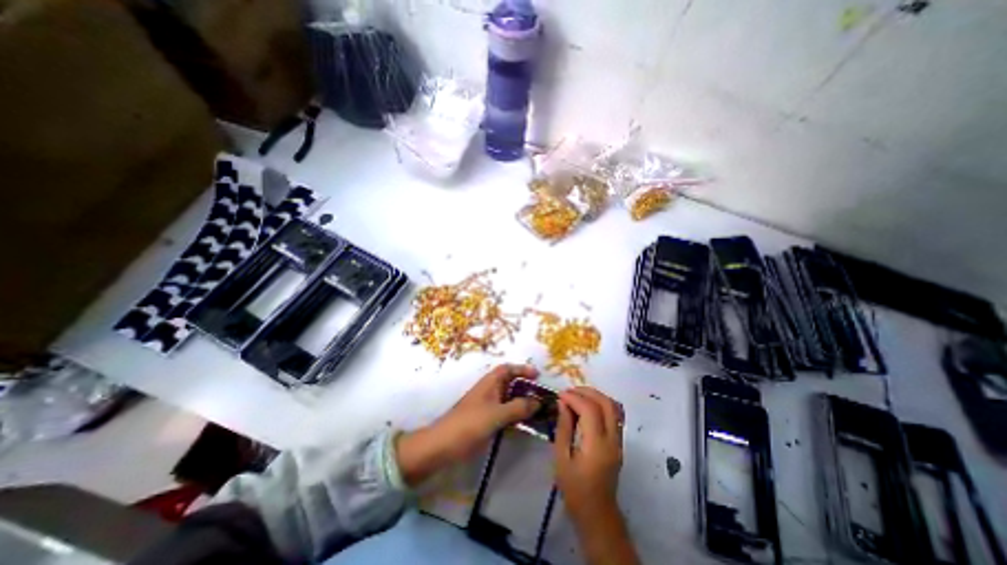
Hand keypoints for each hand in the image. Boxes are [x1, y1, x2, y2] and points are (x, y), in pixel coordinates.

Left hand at [395, 366, 543, 485]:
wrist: (443, 446)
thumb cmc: (469, 424)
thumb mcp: (496, 414)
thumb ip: (518, 407)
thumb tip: (538, 402)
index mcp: (489, 383)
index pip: (508, 369)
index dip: (522, 369)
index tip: (538, 375)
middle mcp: (489, 391)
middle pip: (510, 383)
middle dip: (526, 386)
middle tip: (542, 395)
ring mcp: (487, 406)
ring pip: (509, 399)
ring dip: (522, 402)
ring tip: (539, 409)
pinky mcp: (486, 420)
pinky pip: (505, 413)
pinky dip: (516, 415)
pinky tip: (526, 423)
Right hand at [550, 389, 635, 564]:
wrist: (597, 513)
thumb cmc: (574, 488)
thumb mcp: (561, 458)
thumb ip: (563, 428)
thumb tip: (562, 403)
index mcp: (597, 446)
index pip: (590, 410)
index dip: (574, 397)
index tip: (560, 395)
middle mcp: (612, 440)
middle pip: (606, 403)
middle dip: (587, 391)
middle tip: (569, 392)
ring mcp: (619, 441)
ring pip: (613, 406)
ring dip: (595, 396)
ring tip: (577, 395)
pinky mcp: (619, 442)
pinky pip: (614, 414)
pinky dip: (601, 404)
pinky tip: (587, 406)